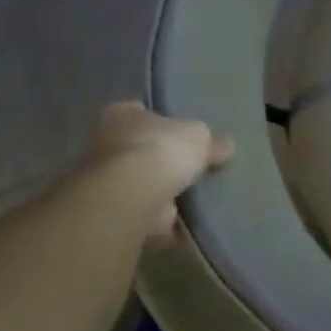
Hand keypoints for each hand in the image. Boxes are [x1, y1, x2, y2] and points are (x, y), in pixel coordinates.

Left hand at [86, 102, 232, 238]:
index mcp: (120, 115)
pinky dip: (164, 218)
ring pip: (141, 182)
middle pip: (141, 148)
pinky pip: (146, 212)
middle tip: (194, 164)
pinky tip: (188, 219)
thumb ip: (213, 141)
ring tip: (196, 194)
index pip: (140, 111)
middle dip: (163, 158)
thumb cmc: (161, 149)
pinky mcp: (114, 211)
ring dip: (163, 190)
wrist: (132, 196)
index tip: (183, 131)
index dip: (163, 120)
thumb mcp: (200, 136)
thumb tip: (226, 146)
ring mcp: (106, 181)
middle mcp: (104, 144)